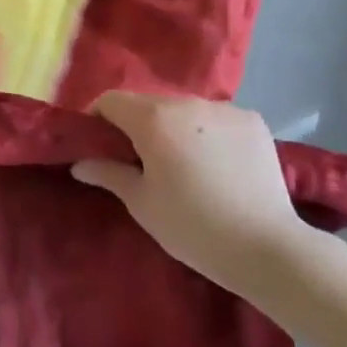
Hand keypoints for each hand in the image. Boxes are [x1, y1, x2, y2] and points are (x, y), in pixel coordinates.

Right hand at [72, 93, 312, 295]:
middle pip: (148, 103)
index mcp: (154, 119)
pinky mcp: (253, 121)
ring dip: (173, 128)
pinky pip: (216, 119)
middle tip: (138, 161)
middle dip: (136, 125)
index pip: (111, 100)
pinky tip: (216, 165)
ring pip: (184, 110)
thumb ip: (108, 173)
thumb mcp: (142, 203)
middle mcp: (188, 102)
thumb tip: (80, 163)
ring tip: (181, 165)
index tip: (99, 145)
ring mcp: (225, 109)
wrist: (266, 246)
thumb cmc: (192, 227)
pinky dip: (206, 133)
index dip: (98, 119)